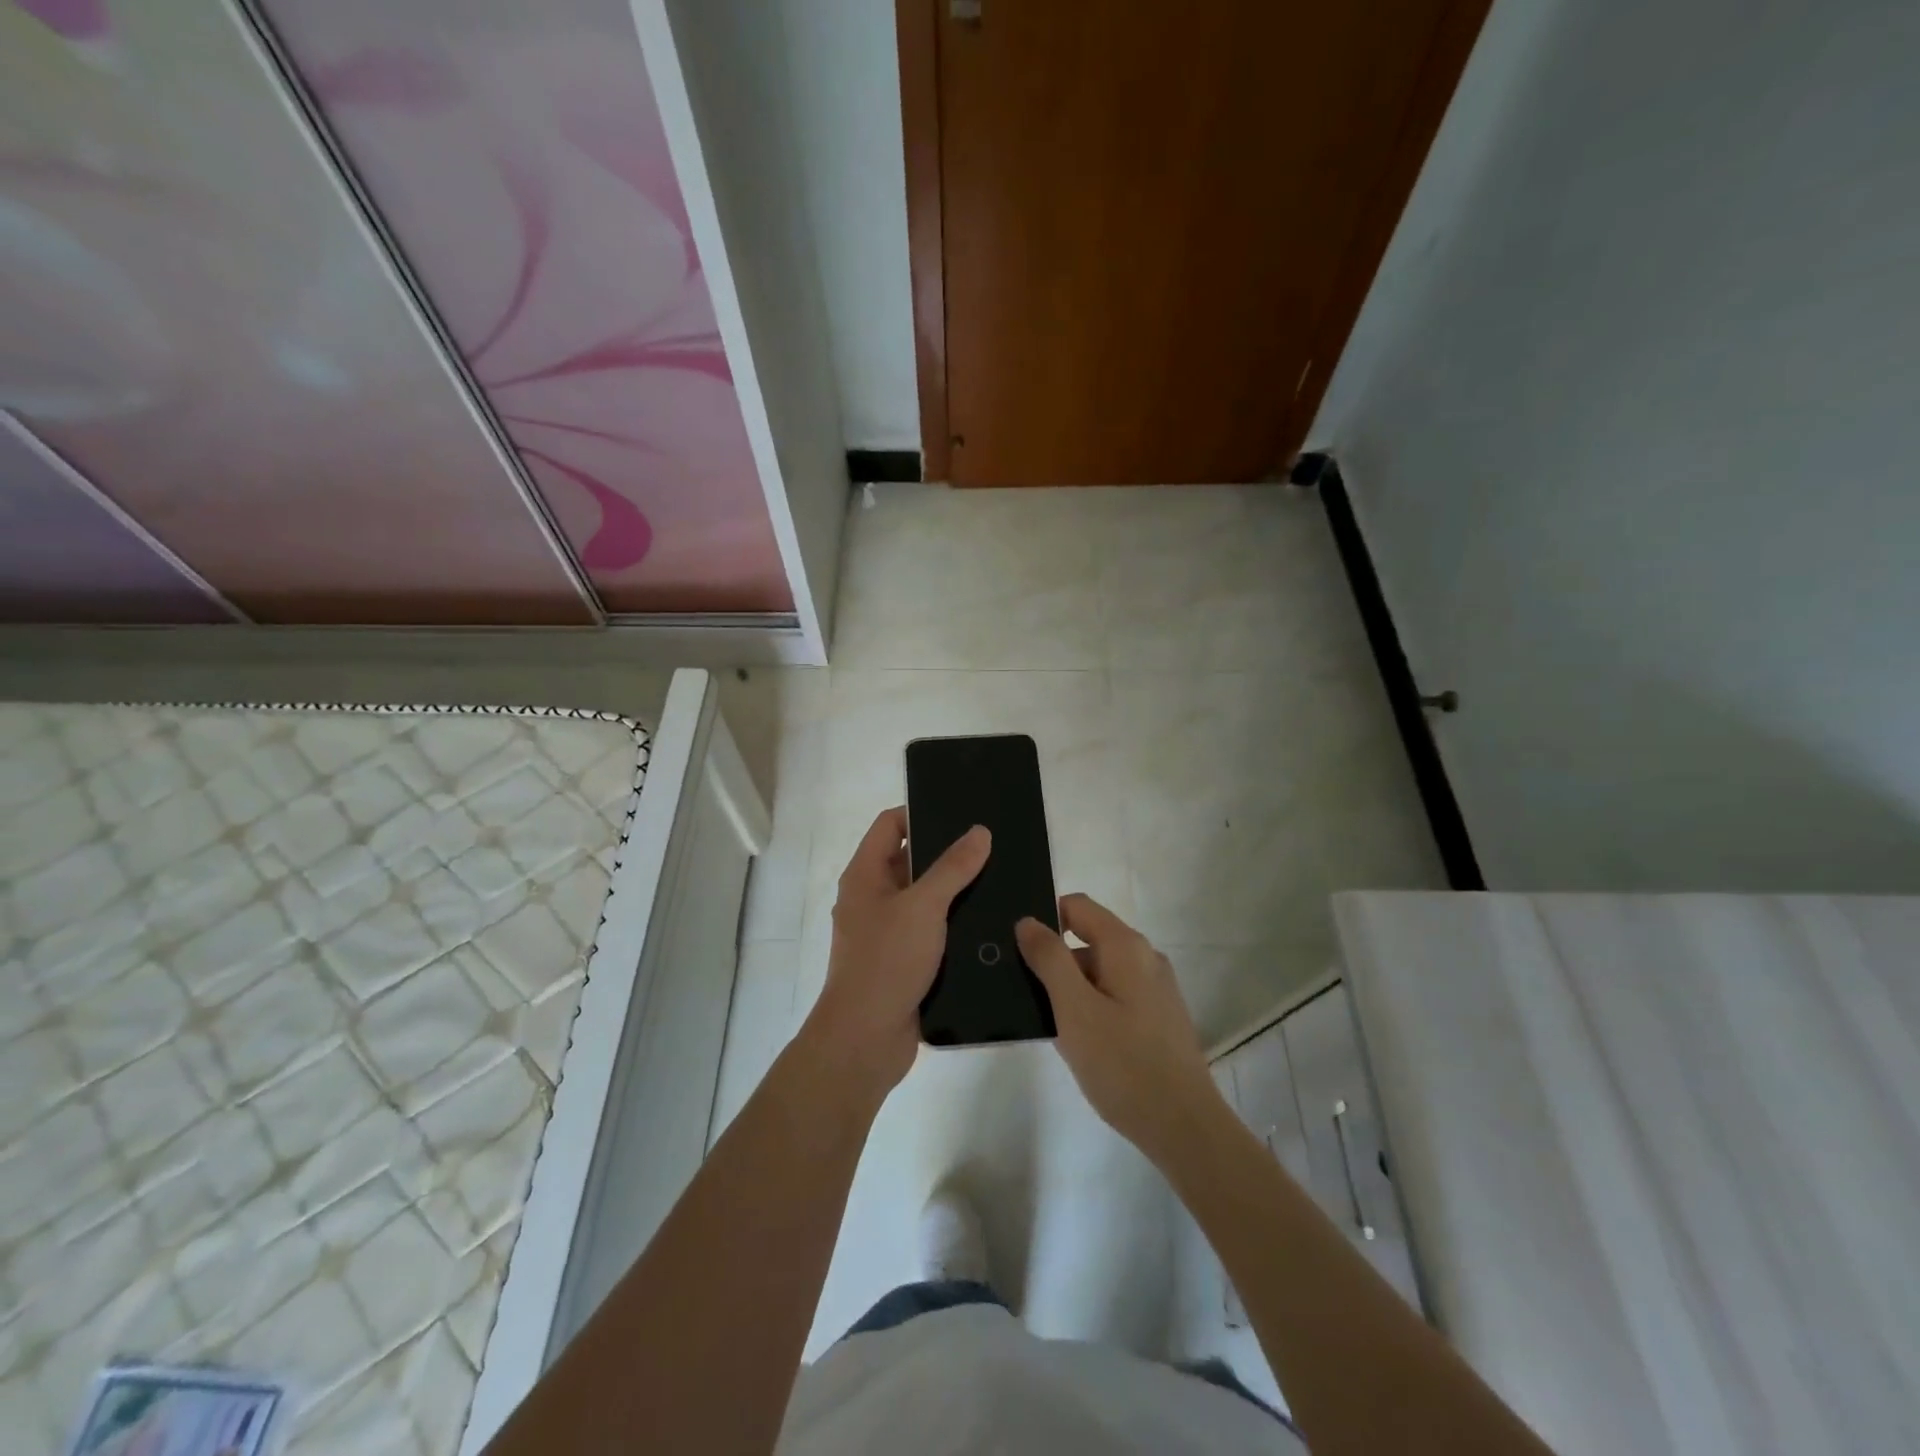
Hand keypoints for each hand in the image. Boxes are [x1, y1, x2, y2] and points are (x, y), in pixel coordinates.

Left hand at [802, 807, 989, 1096]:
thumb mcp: (923, 906)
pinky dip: (954, 925)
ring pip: (924, 899)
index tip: (962, 812)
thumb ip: (953, 867)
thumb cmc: (886, 961)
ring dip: (955, 891)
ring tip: (1000, 878)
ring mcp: (887, 932)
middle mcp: (872, 898)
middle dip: (947, 853)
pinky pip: (931, 931)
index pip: (890, 825)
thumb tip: (979, 831)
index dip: (921, 812)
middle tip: (992, 845)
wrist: (865, 1040)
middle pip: (910, 861)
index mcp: (865, 875)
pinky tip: (989, 922)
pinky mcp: (904, 961)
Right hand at [1016, 895, 1222, 1162]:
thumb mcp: (1074, 1009)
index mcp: (1125, 946)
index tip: (1017, 949)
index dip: (1044, 919)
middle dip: (1054, 960)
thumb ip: (1049, 959)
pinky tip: (1078, 1042)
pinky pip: (1115, 995)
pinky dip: (1092, 1007)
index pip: (1076, 906)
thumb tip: (1028, 921)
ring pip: (1100, 971)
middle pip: (1088, 938)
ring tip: (1046, 1023)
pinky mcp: (1159, 1017)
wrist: (1184, 1127)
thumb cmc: (1123, 1064)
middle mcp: (1145, 957)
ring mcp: (1156, 988)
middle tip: (1025, 995)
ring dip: (1071, 989)